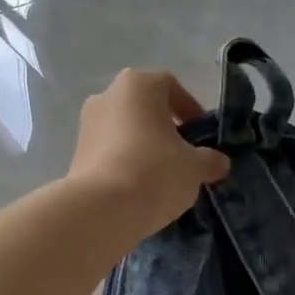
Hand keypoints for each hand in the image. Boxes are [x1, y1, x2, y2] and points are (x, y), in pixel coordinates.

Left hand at [69, 69, 229, 237]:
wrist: (101, 209)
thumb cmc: (155, 172)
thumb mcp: (194, 167)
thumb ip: (210, 160)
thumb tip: (219, 163)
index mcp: (138, 85)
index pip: (170, 86)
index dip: (189, 108)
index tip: (201, 134)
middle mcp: (107, 95)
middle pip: (144, 107)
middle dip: (165, 127)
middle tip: (183, 154)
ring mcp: (86, 124)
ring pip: (124, 129)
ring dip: (143, 145)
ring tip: (161, 175)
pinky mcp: (75, 153)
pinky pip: (109, 151)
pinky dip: (124, 162)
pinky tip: (138, 187)